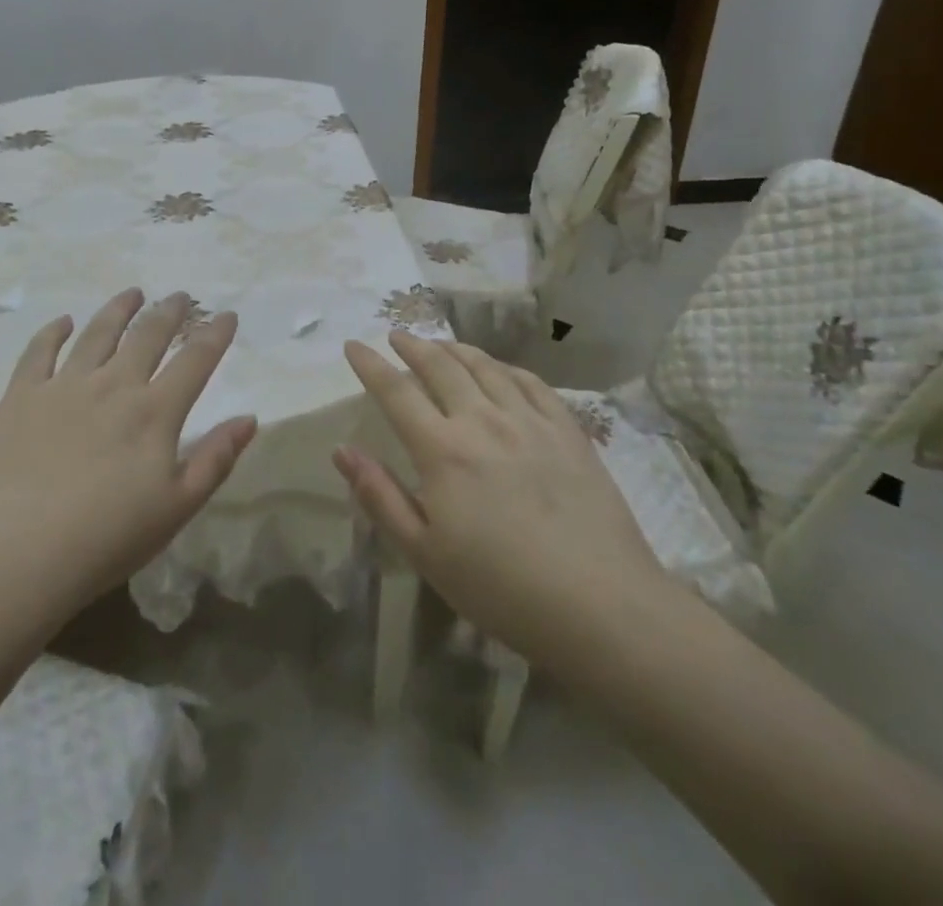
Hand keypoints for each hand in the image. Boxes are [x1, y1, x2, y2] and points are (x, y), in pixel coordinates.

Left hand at [0, 289, 256, 620]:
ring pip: (98, 333)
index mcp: (154, 412)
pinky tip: (64, 322)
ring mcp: (64, 385)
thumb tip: (249, 418)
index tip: (226, 315)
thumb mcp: (176, 509)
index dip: (215, 334)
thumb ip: (215, 460)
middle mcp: (113, 385)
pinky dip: (54, 331)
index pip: (195, 361)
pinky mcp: (22, 396)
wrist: (15, 553)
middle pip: (147, 336)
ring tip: (132, 293)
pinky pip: (40, 351)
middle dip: (169, 312)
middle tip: (181, 296)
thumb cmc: (105, 539)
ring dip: (119, 309)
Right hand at [335, 334, 664, 660]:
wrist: (601, 606)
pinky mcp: (568, 431)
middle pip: (441, 366)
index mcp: (443, 450)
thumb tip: (342, 449)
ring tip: (440, 344)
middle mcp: (483, 421)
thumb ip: (380, 496)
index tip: (354, 344)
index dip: (370, 365)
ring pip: (485, 366)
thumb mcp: (424, 553)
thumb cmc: (501, 588)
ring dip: (455, 349)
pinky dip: (505, 367)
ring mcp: (530, 421)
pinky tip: (499, 369)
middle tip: (397, 336)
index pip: (396, 392)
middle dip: (412, 346)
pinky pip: (531, 383)